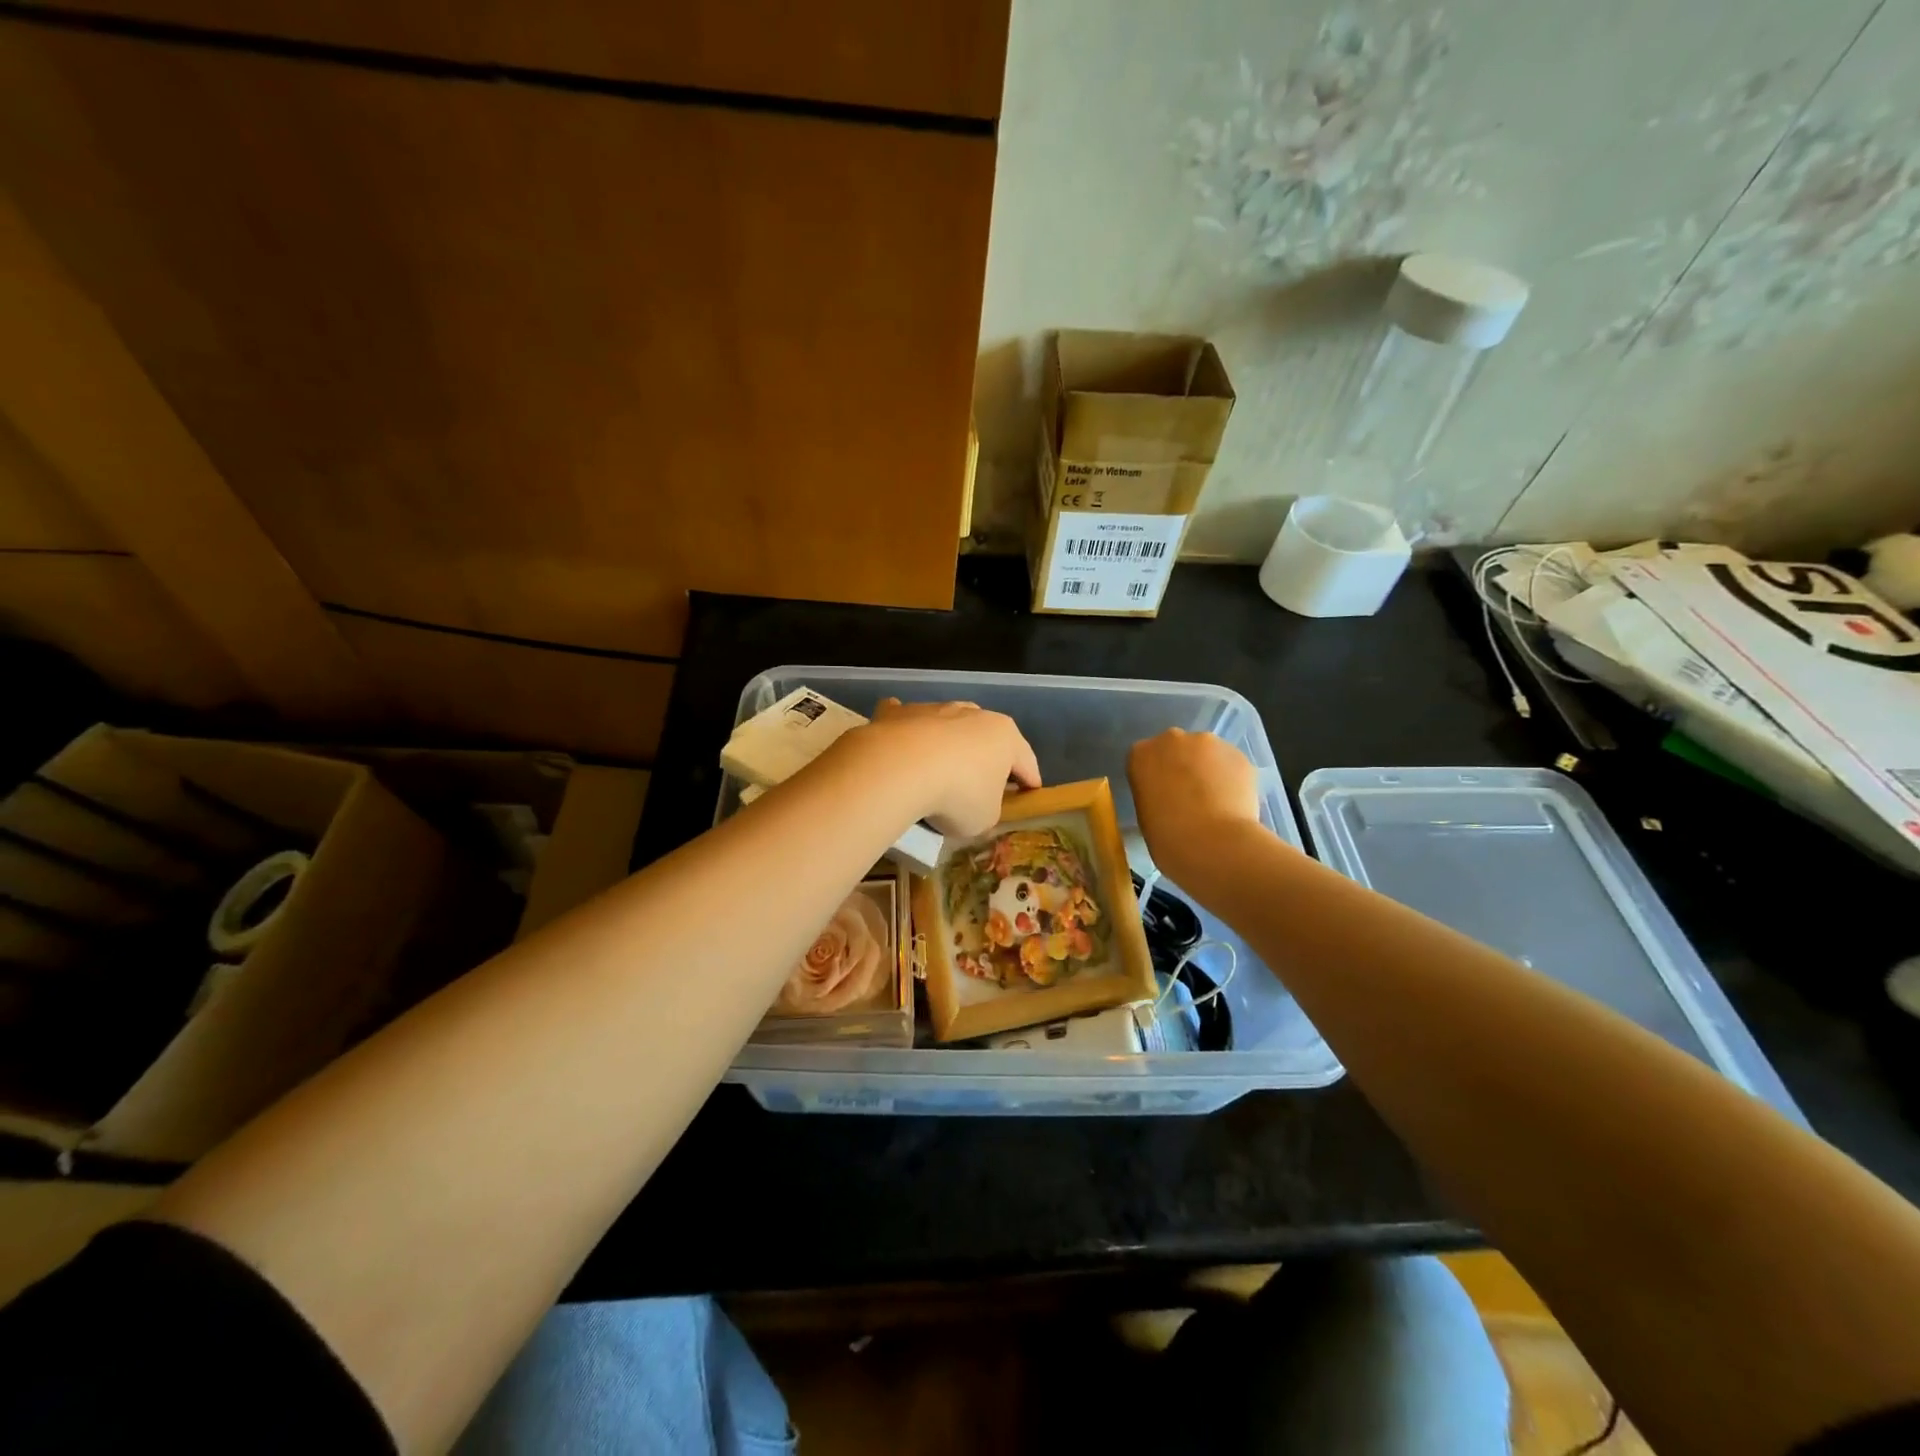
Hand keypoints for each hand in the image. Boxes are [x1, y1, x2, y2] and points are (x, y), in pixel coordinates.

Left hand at [851, 699, 1041, 837]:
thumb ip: (988, 808)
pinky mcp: (898, 713)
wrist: (899, 768)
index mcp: (1004, 736)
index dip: (1029, 780)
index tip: (1030, 792)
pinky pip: (906, 721)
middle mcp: (972, 714)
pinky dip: (905, 731)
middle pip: (985, 737)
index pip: (1025, 761)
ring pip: (946, 726)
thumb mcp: (985, 818)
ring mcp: (934, 709)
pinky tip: (898, 745)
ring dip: (945, 744)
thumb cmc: (957, 795)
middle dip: (985, 756)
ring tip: (937, 768)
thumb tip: (975, 804)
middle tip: (982, 781)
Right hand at [1127, 729, 1267, 885]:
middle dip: (1182, 767)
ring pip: (1207, 754)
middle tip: (1188, 798)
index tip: (1161, 797)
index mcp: (1141, 754)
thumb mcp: (1145, 817)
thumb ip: (1154, 797)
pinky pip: (1231, 765)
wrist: (1214, 844)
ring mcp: (1209, 744)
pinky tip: (1233, 804)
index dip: (1155, 778)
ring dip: (1208, 771)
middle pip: (1176, 748)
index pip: (1144, 759)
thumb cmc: (1167, 838)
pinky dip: (1232, 780)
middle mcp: (1173, 739)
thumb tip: (1169, 800)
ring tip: (1215, 803)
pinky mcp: (1240, 755)